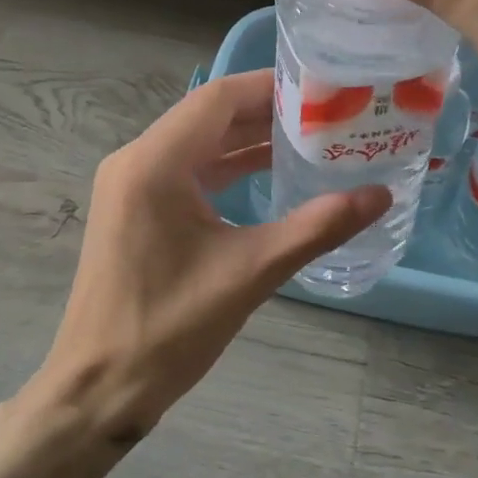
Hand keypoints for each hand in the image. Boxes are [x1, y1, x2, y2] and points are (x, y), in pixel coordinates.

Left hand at [25, 70, 387, 443]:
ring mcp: (132, 183)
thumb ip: (317, 227)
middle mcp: (137, 159)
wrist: (98, 390)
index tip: (321, 90)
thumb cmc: (169, 329)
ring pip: (199, 141)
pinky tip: (269, 172)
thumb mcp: (251, 273)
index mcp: (155, 162)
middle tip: (326, 114)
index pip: (219, 98)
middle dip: (266, 112)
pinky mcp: (135, 206)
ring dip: (248, 138)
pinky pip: (187, 169)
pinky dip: (227, 165)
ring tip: (309, 138)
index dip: (270, 87)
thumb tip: (380, 196)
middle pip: (209, 115)